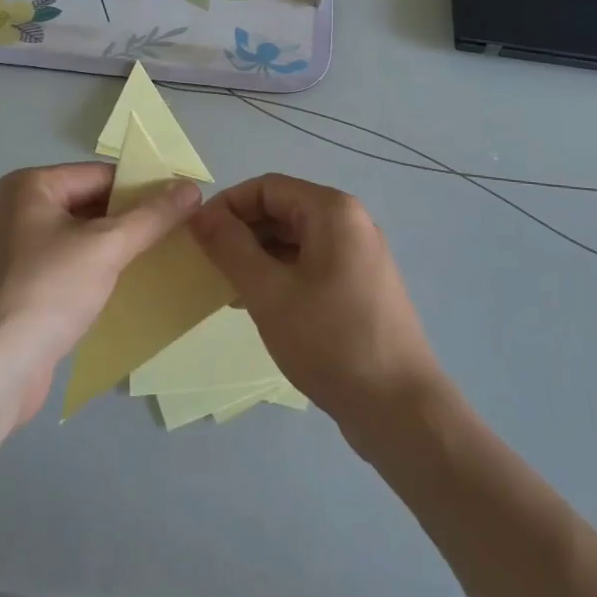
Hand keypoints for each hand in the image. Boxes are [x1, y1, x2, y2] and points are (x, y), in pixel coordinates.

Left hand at [0, 163, 200, 425]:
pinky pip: (71, 270)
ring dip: (120, 251)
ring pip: (83, 241)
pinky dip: (100, 276)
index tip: (186, 205)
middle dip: (134, 221)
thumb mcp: (106, 247)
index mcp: (30, 186)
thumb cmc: (45, 292)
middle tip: (183, 233)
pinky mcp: (22, 291)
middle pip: (92, 206)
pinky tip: (133, 290)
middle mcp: (19, 211)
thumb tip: (192, 187)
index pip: (101, 176)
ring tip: (168, 259)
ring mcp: (17, 253)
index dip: (145, 188)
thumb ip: (151, 216)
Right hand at [190, 175, 442, 427]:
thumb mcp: (269, 292)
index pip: (266, 187)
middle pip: (283, 209)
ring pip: (296, 239)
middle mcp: (350, 222)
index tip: (196, 236)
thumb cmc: (330, 341)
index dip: (227, 206)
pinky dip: (282, 274)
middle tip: (209, 265)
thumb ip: (230, 246)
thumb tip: (199, 213)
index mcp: (332, 211)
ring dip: (259, 255)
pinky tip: (259, 304)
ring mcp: (359, 255)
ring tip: (228, 288)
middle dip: (242, 232)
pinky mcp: (361, 285)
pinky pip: (312, 263)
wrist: (400, 409)